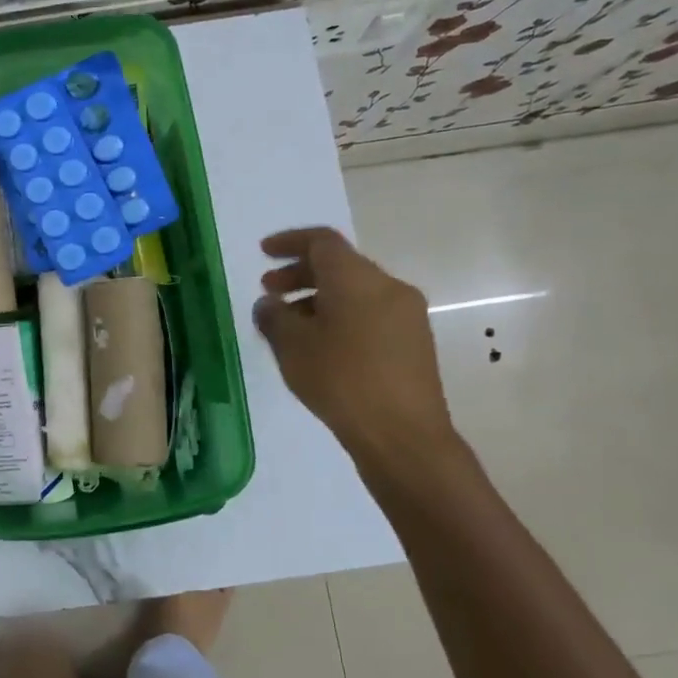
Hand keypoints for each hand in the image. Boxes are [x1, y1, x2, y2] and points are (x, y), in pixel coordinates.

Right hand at [253, 228, 455, 467]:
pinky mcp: (413, 342)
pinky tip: (321, 346)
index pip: (321, 242)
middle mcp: (388, 287)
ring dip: (319, 298)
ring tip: (290, 325)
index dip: (289, 242)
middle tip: (269, 292)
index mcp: (357, 279)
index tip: (263, 252)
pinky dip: (341, 316)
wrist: (402, 435)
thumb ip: (274, 317)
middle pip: (339, 265)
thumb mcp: (292, 347)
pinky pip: (370, 313)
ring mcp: (406, 315)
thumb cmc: (341, 380)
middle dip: (300, 274)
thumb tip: (269, 304)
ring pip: (355, 291)